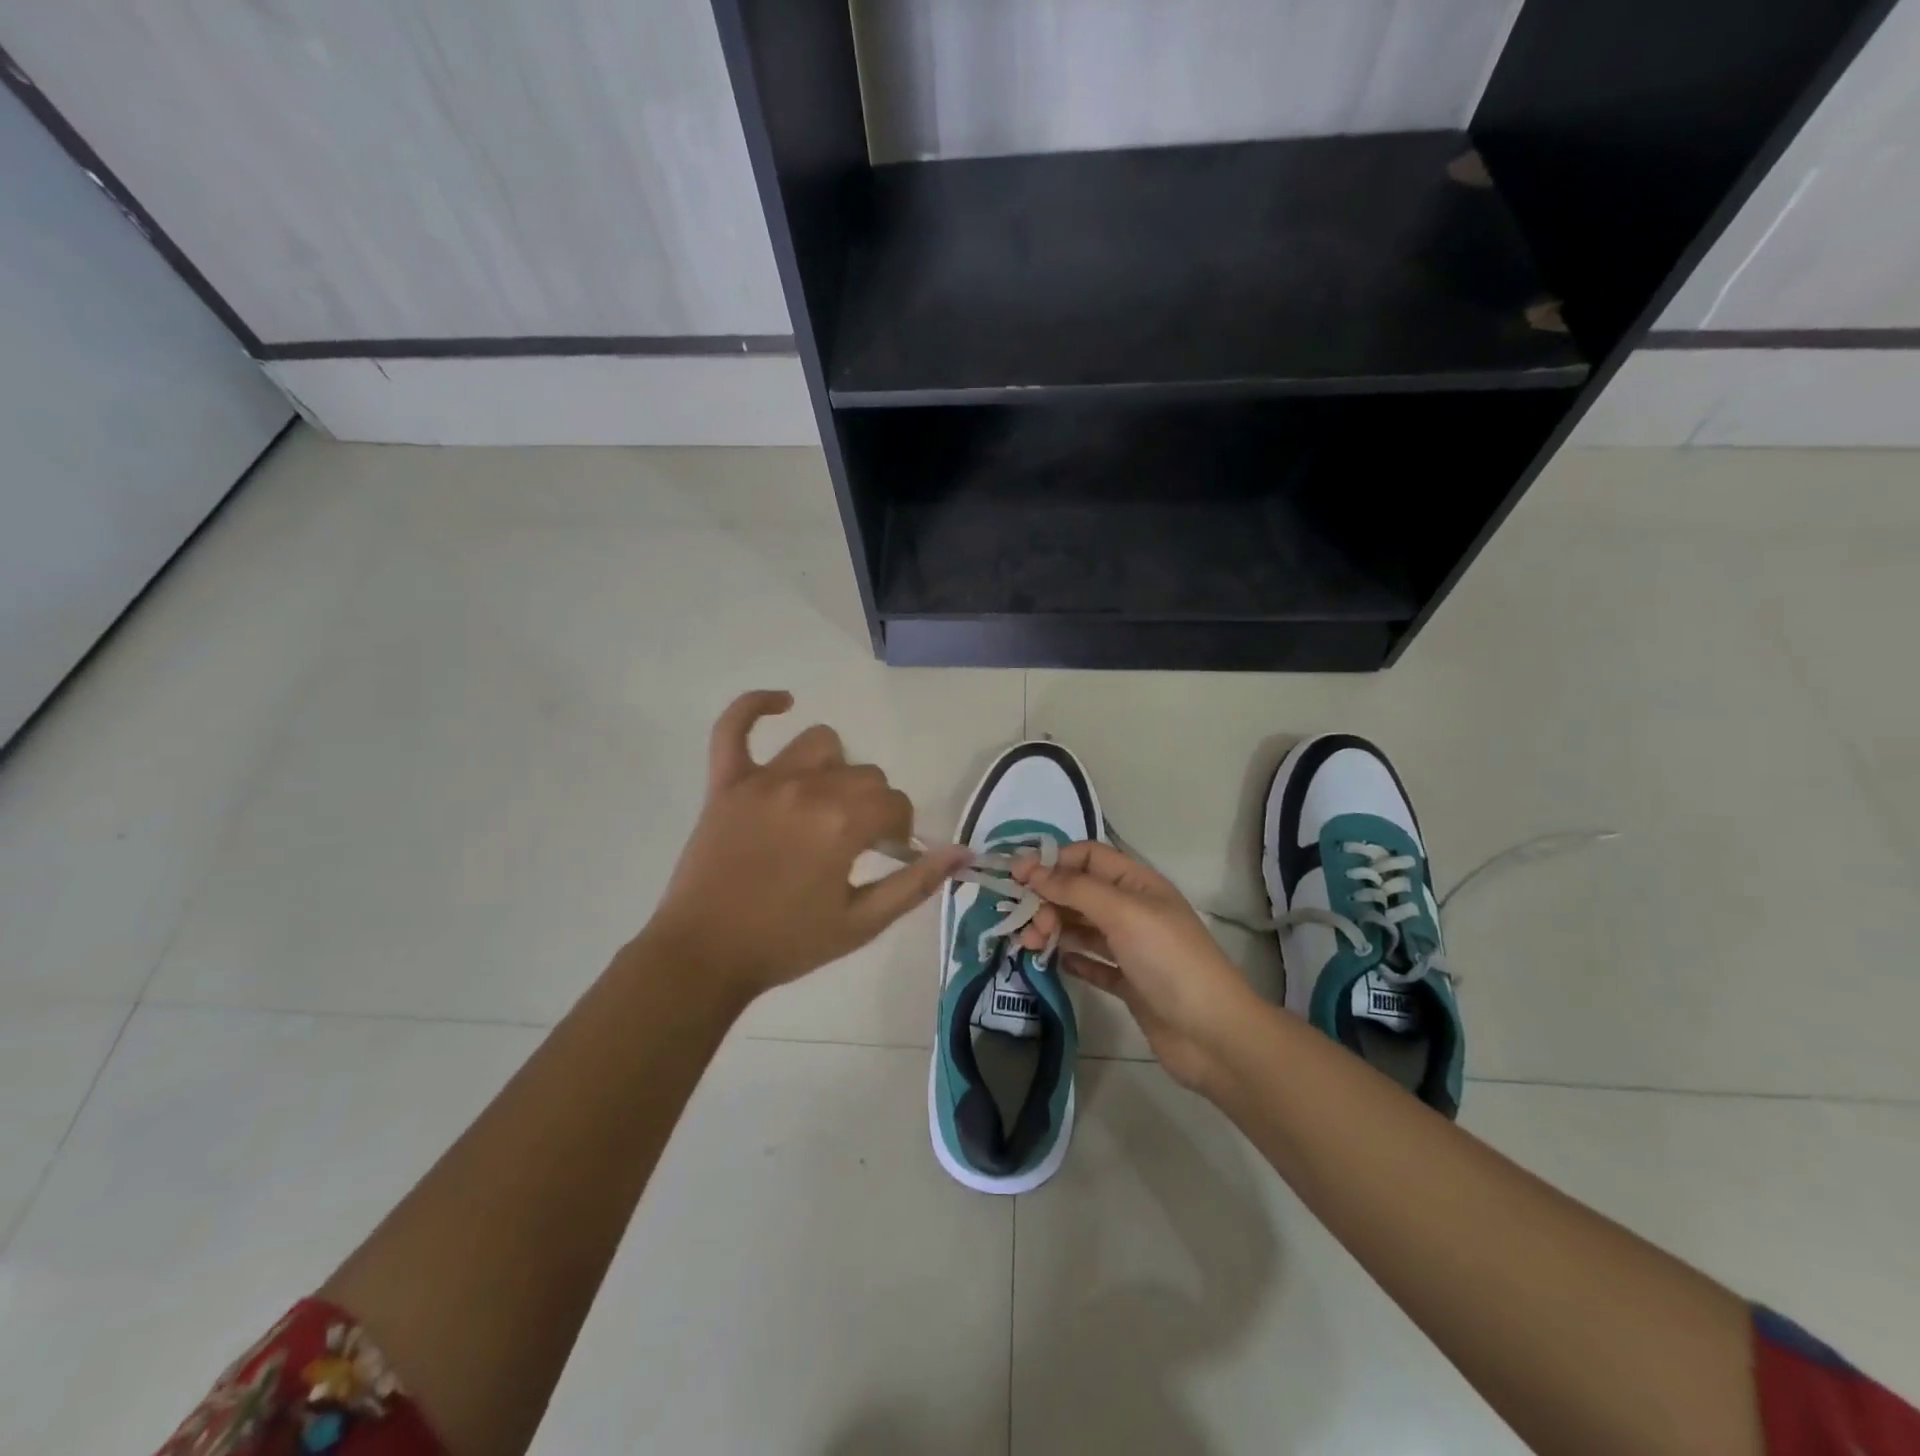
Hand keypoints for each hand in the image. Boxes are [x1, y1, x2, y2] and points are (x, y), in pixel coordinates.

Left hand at [643, 691, 968, 1002]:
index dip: (900, 829)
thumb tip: (963, 852)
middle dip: (873, 805)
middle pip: (864, 775)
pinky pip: (733, 727)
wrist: (704, 957)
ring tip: (825, 801)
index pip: (895, 803)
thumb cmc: (787, 943)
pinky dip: (756, 706)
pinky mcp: (725, 782)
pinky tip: (782, 703)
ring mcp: (763, 780)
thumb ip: (916, 884)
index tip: (888, 854)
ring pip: (820, 743)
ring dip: (835, 768)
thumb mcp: (862, 924)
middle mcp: (808, 788)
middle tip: (857, 843)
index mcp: (843, 822)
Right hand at [1012, 842, 1259, 1093]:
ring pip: (1082, 927)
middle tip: (1026, 925)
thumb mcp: (1123, 913)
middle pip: (1080, 892)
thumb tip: (1032, 870)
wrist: (1213, 1035)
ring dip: (1054, 929)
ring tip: (1030, 946)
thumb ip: (1076, 888)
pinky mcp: (1129, 983)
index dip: (1053, 861)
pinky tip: (1055, 963)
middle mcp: (1134, 910)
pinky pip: (1092, 963)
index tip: (1017, 877)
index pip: (1089, 857)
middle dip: (1048, 900)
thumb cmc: (1169, 960)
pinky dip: (1072, 959)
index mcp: (1138, 884)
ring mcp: (1132, 948)